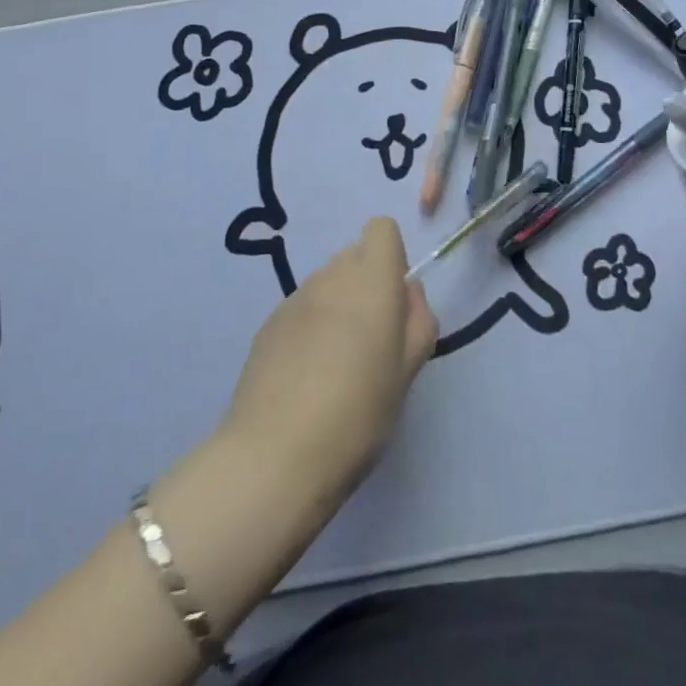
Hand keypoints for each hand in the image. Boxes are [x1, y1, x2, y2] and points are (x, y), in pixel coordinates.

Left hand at [223, 218, 438, 503]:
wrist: (275, 456)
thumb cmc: (358, 413)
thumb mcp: (408, 371)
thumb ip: (418, 321)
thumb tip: (408, 292)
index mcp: (372, 280)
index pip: (381, 229)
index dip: (392, 258)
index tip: (394, 304)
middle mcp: (331, 276)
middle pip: (354, 257)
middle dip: (366, 285)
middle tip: (372, 341)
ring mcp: (294, 299)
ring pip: (327, 284)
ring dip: (338, 306)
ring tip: (336, 365)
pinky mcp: (267, 325)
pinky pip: (301, 309)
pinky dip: (310, 328)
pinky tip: (306, 377)